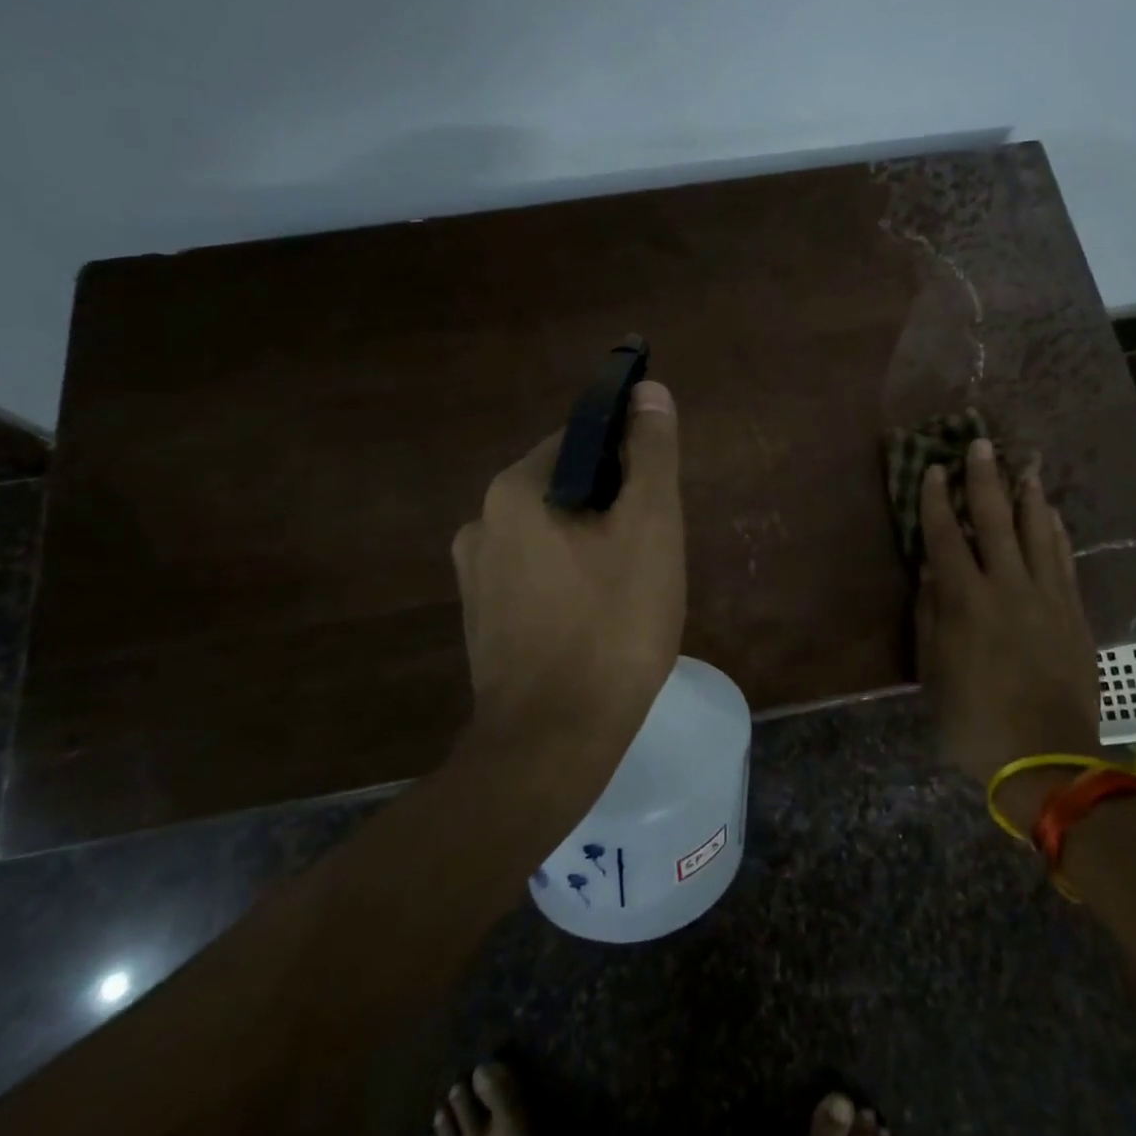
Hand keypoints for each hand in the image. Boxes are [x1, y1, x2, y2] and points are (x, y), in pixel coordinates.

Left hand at [451, 381, 685, 771]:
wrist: (554, 744)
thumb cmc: (612, 626)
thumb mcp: (650, 528)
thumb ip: (651, 454)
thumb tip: (649, 392)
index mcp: (515, 491)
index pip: (580, 440)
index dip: (628, 460)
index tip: (658, 499)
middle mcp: (482, 523)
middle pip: (566, 488)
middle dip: (614, 508)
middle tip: (654, 551)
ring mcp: (476, 577)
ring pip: (553, 535)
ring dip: (594, 546)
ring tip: (633, 589)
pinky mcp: (483, 620)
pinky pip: (537, 576)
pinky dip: (571, 581)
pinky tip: (599, 619)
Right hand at [915, 439, 1101, 823]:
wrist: (1048, 760)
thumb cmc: (976, 721)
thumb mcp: (934, 674)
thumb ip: (930, 618)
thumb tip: (929, 573)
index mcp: (966, 602)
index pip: (945, 537)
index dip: (935, 501)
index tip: (932, 470)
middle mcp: (1007, 587)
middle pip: (994, 521)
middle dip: (985, 480)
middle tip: (982, 445)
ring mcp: (1047, 598)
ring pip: (1037, 533)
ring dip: (1028, 497)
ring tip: (1025, 467)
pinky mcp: (1073, 614)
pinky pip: (1065, 561)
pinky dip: (1058, 533)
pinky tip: (1054, 515)